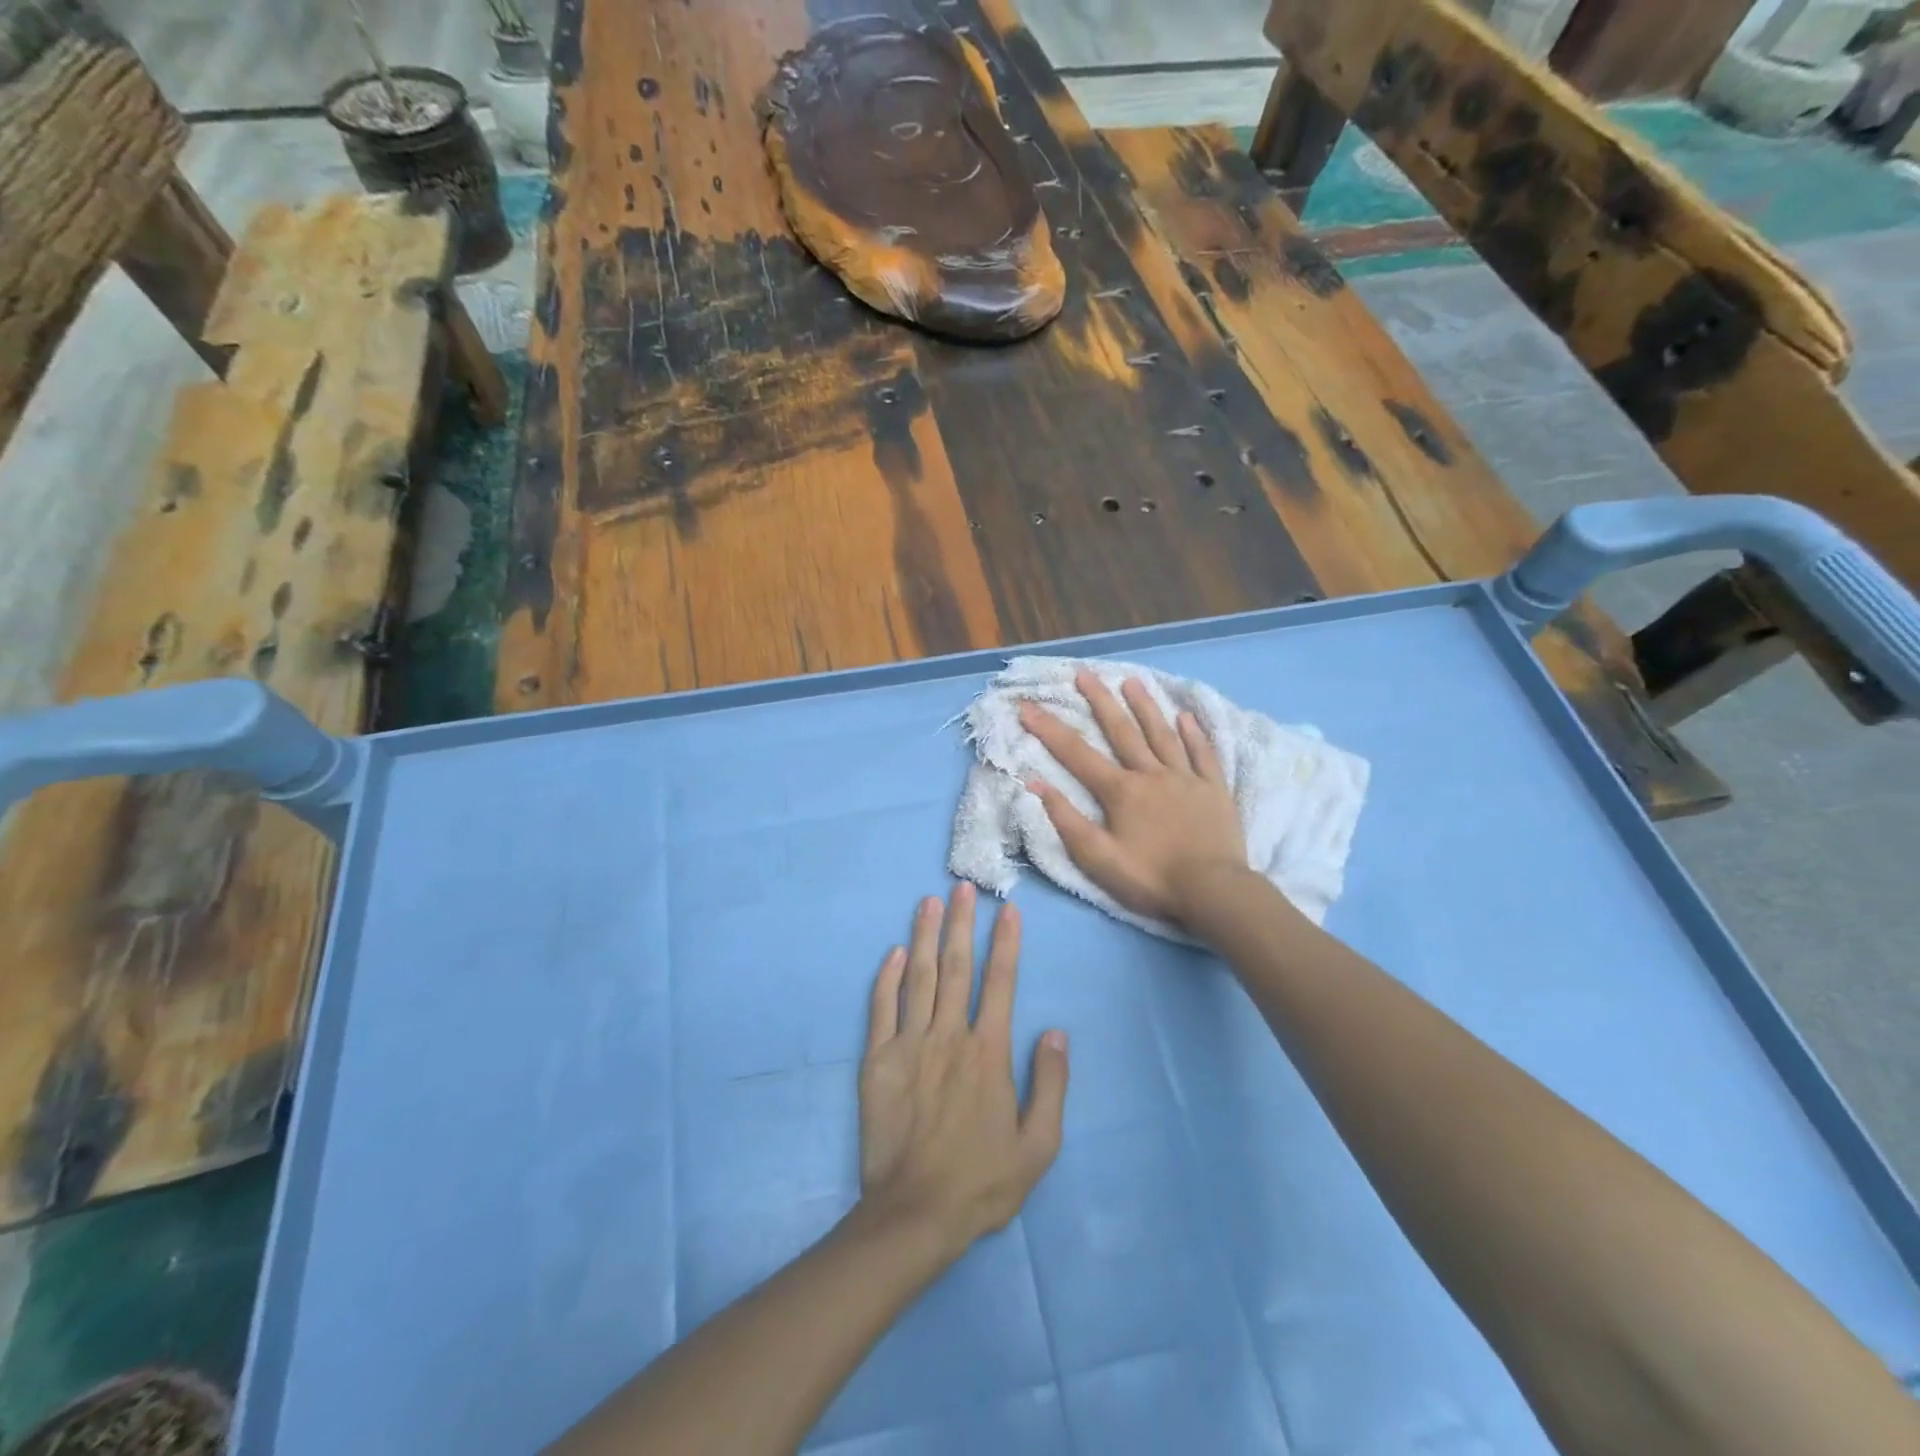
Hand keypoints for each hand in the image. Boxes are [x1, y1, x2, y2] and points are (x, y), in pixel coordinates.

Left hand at [859, 884, 1068, 1255]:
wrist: (914, 1214)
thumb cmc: (982, 1181)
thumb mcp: (1038, 1146)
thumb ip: (1052, 1085)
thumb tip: (1057, 1032)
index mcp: (989, 1053)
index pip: (1001, 983)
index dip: (1005, 944)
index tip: (1008, 911)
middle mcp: (950, 1036)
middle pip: (957, 968)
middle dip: (962, 923)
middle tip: (963, 887)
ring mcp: (910, 1045)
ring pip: (919, 978)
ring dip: (925, 936)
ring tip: (929, 902)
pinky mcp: (878, 1061)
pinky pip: (882, 1008)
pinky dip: (888, 977)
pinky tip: (894, 952)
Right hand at [1019, 671, 1246, 925]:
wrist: (1213, 892)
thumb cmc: (1151, 878)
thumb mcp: (1098, 858)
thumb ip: (1066, 820)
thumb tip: (1035, 783)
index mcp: (1121, 791)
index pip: (1077, 754)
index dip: (1049, 729)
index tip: (1027, 705)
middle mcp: (1151, 774)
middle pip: (1122, 731)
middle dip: (1100, 700)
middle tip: (1084, 673)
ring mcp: (1185, 778)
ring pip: (1162, 734)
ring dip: (1145, 706)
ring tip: (1131, 681)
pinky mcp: (1213, 789)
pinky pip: (1202, 754)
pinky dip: (1194, 734)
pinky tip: (1186, 716)